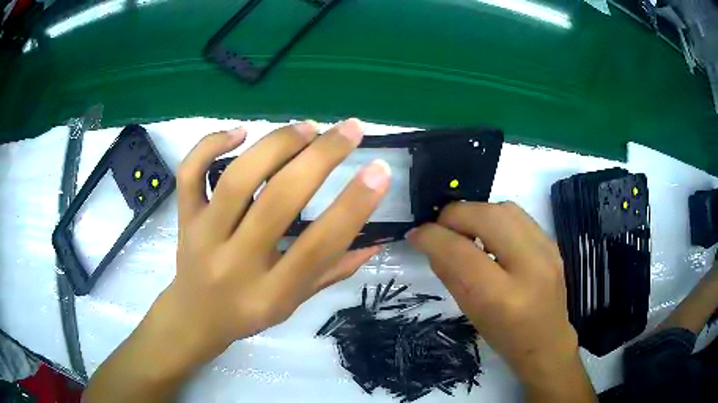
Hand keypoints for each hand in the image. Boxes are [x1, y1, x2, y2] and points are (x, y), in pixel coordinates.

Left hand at [85, 119, 390, 401]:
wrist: (193, 317)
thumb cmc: (247, 313)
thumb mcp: (293, 304)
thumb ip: (333, 271)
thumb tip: (376, 240)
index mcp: (270, 294)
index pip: (318, 246)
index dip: (353, 206)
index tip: (379, 170)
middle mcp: (235, 263)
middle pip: (278, 202)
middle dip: (320, 158)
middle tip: (349, 130)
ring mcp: (203, 236)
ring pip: (235, 180)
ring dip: (275, 145)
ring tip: (307, 127)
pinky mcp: (183, 218)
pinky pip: (189, 173)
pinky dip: (210, 144)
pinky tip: (240, 132)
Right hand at [407, 202, 595, 402]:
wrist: (547, 341)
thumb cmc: (504, 337)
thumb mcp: (470, 312)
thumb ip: (449, 274)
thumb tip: (429, 241)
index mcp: (503, 297)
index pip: (461, 252)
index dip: (432, 237)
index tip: (416, 234)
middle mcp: (530, 267)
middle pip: (487, 217)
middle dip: (454, 215)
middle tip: (440, 228)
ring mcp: (547, 250)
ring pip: (504, 208)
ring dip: (476, 213)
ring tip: (464, 229)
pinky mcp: (552, 242)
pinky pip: (518, 215)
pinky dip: (495, 217)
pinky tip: (489, 234)